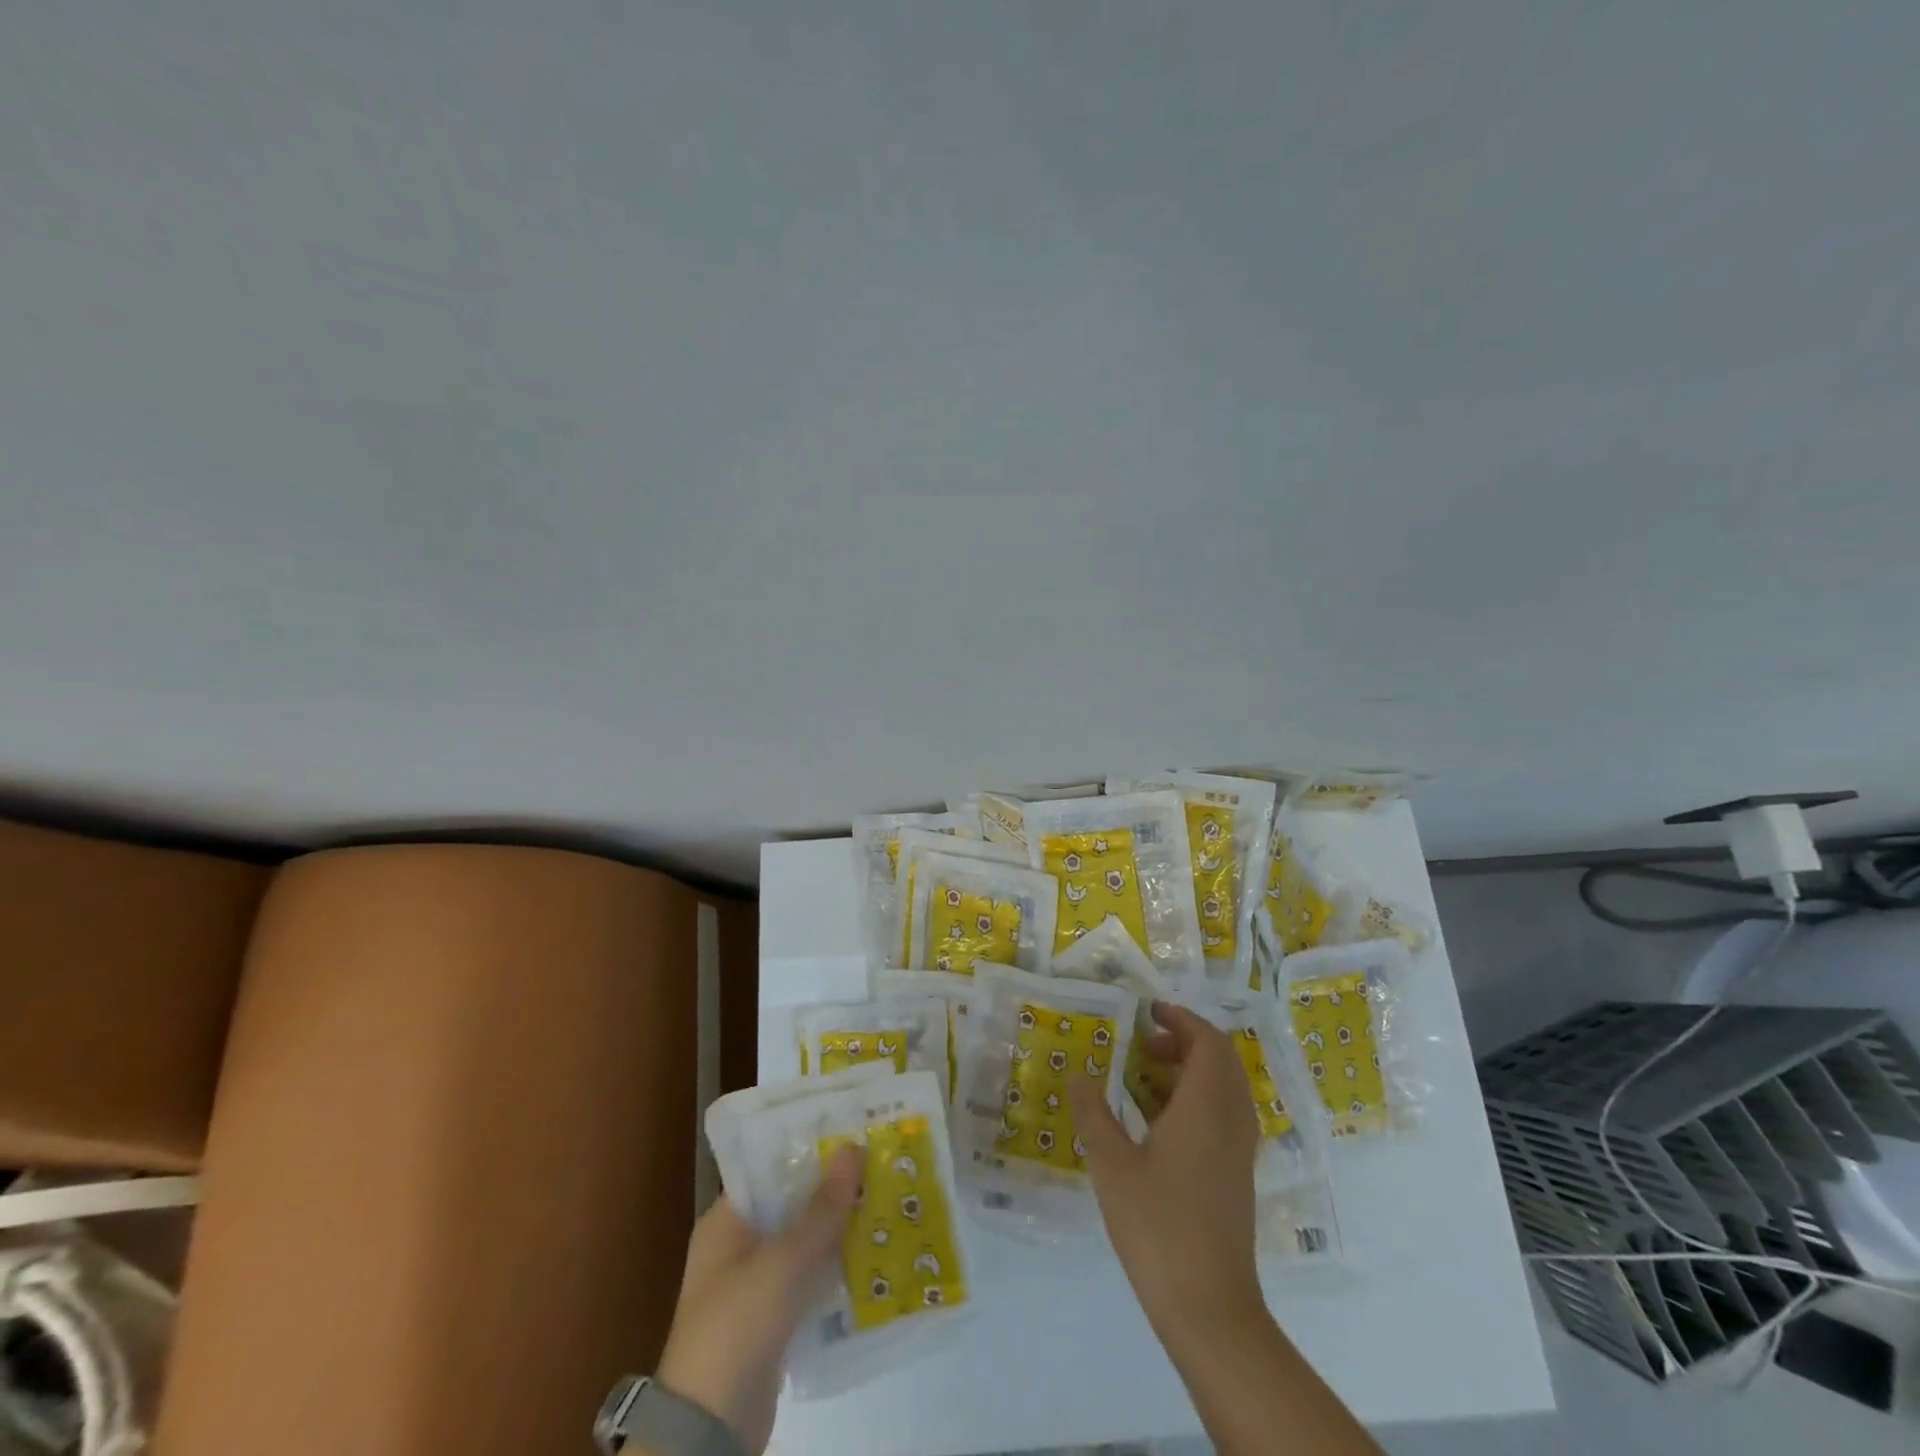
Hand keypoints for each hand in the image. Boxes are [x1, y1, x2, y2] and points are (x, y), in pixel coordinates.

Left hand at [655, 1146, 861, 1453]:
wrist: (710, 1429)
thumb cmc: (738, 1324)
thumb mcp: (784, 1261)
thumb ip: (822, 1209)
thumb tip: (852, 1148)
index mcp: (725, 1221)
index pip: (769, 1169)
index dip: (808, 1150)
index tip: (850, 1131)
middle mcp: (736, 1246)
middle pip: (789, 1204)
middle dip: (830, 1189)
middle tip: (877, 1163)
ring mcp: (753, 1285)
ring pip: (802, 1242)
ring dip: (836, 1228)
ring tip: (884, 1200)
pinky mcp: (771, 1319)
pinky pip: (807, 1279)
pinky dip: (833, 1267)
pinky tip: (871, 1255)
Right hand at [1070, 1002, 1264, 1340]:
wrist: (1209, 1308)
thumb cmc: (1158, 1226)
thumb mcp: (1112, 1165)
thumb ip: (1093, 1113)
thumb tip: (1078, 1074)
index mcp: (1206, 1106)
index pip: (1207, 1041)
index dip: (1181, 1018)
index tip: (1148, 1012)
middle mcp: (1232, 1119)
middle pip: (1221, 1059)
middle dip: (1185, 1041)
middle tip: (1144, 1043)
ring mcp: (1239, 1150)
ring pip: (1224, 1088)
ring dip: (1191, 1070)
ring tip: (1146, 1077)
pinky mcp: (1237, 1175)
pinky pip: (1224, 1114)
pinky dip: (1197, 1099)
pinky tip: (1159, 1123)